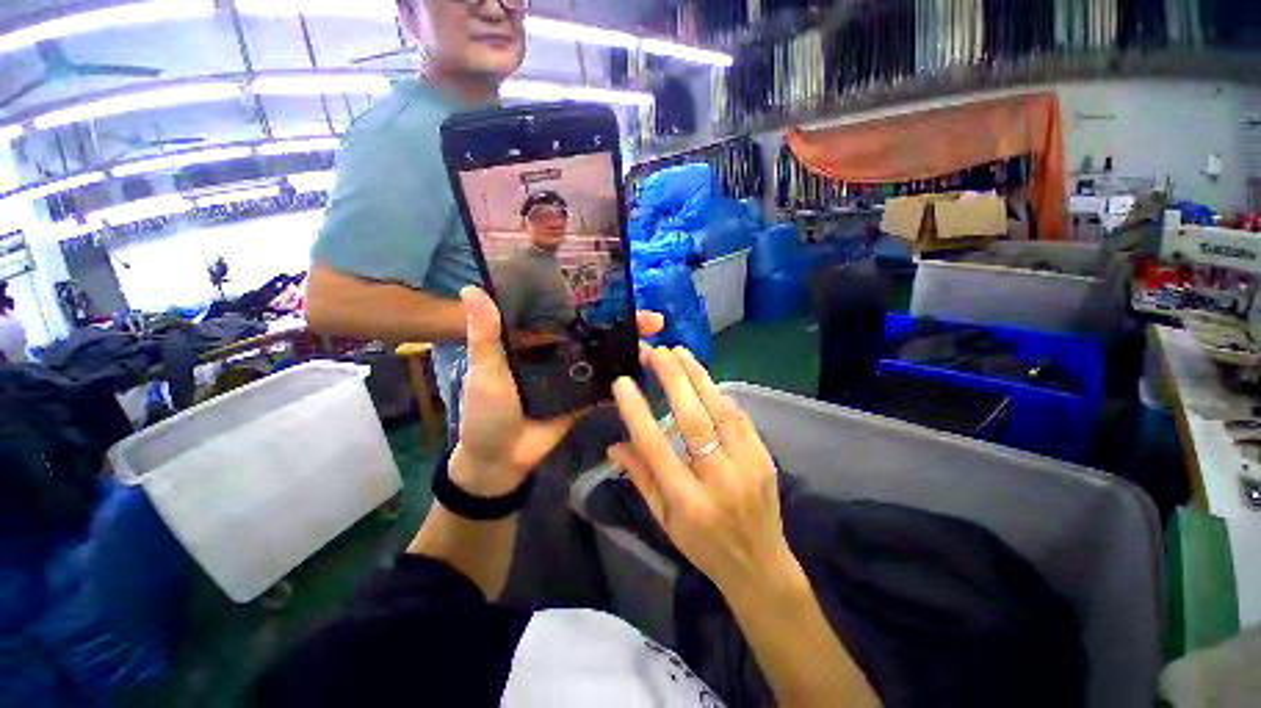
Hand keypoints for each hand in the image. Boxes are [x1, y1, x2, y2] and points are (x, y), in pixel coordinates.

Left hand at [453, 286, 662, 495]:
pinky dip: (625, 377)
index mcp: (537, 339)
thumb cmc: (486, 412)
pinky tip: (649, 367)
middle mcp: (561, 352)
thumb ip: (485, 335)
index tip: (619, 286)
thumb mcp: (484, 370)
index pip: (568, 311)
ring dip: (629, 346)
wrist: (501, 460)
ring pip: (606, 355)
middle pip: (595, 331)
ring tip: (656, 338)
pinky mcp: (585, 398)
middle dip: (623, 322)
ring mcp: (576, 375)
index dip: (591, 299)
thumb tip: (471, 288)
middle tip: (653, 318)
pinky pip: (608, 384)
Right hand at [608, 346, 794, 590]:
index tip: (623, 382)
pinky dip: (718, 393)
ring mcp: (748, 466)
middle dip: (673, 379)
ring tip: (679, 352)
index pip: (656, 448)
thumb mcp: (664, 520)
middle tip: (656, 352)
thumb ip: (641, 478)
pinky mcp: (765, 457)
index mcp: (687, 502)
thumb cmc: (703, 546)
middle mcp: (719, 480)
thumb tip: (615, 445)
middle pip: (694, 419)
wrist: (760, 565)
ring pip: (720, 410)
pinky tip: (703, 378)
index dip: (637, 412)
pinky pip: (739, 417)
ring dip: (698, 376)